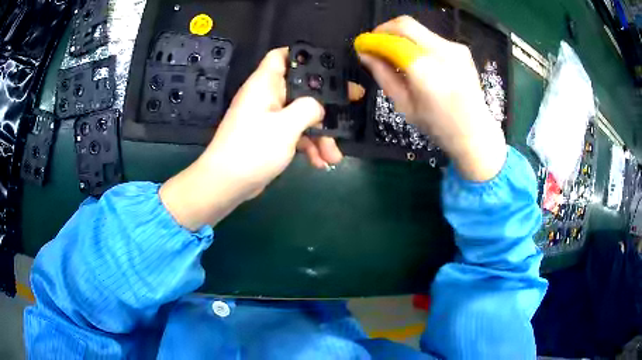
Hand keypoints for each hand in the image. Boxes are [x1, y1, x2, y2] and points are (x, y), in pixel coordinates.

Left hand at [160, 48, 362, 229]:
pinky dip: (309, 146)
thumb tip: (319, 107)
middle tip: (352, 103)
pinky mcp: (271, 137)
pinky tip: (321, 162)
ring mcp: (269, 118)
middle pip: (301, 88)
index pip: (281, 55)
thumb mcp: (285, 126)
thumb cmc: (252, 149)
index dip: (303, 54)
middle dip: (326, 101)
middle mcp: (267, 97)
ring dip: (321, 134)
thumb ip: (308, 109)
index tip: (329, 63)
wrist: (226, 184)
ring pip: (302, 115)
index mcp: (264, 84)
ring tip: (334, 155)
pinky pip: (295, 134)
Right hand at [357, 16, 506, 181]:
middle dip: (384, 29)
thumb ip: (383, 75)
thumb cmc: (437, 125)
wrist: (475, 132)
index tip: (361, 46)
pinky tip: (418, 59)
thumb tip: (365, 55)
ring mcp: (454, 47)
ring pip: (418, 28)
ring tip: (395, 53)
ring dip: (401, 35)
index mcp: (424, 69)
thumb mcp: (404, 104)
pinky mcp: (461, 49)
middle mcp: (440, 51)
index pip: (391, 41)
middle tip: (376, 43)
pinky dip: (417, 42)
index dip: (372, 40)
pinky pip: (431, 36)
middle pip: (404, 24)